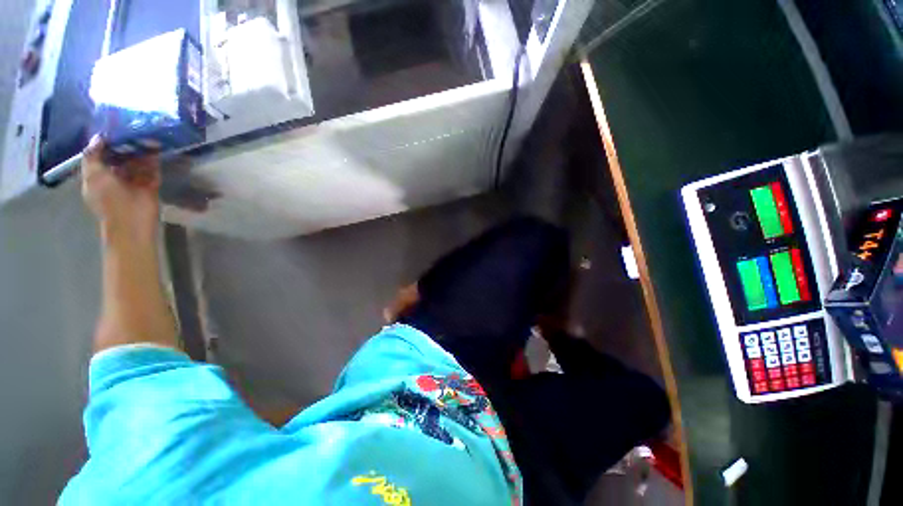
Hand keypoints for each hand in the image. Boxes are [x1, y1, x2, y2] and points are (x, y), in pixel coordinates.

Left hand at [81, 136, 160, 237]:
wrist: (132, 220)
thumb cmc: (108, 199)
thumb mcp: (93, 175)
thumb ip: (93, 155)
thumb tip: (99, 137)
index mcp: (99, 174)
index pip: (101, 154)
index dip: (105, 141)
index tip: (112, 127)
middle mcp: (116, 175)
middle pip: (120, 155)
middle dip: (125, 143)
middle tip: (131, 126)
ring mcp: (135, 179)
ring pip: (137, 160)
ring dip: (140, 149)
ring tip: (145, 131)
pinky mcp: (151, 182)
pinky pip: (152, 167)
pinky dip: (154, 157)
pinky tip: (156, 145)